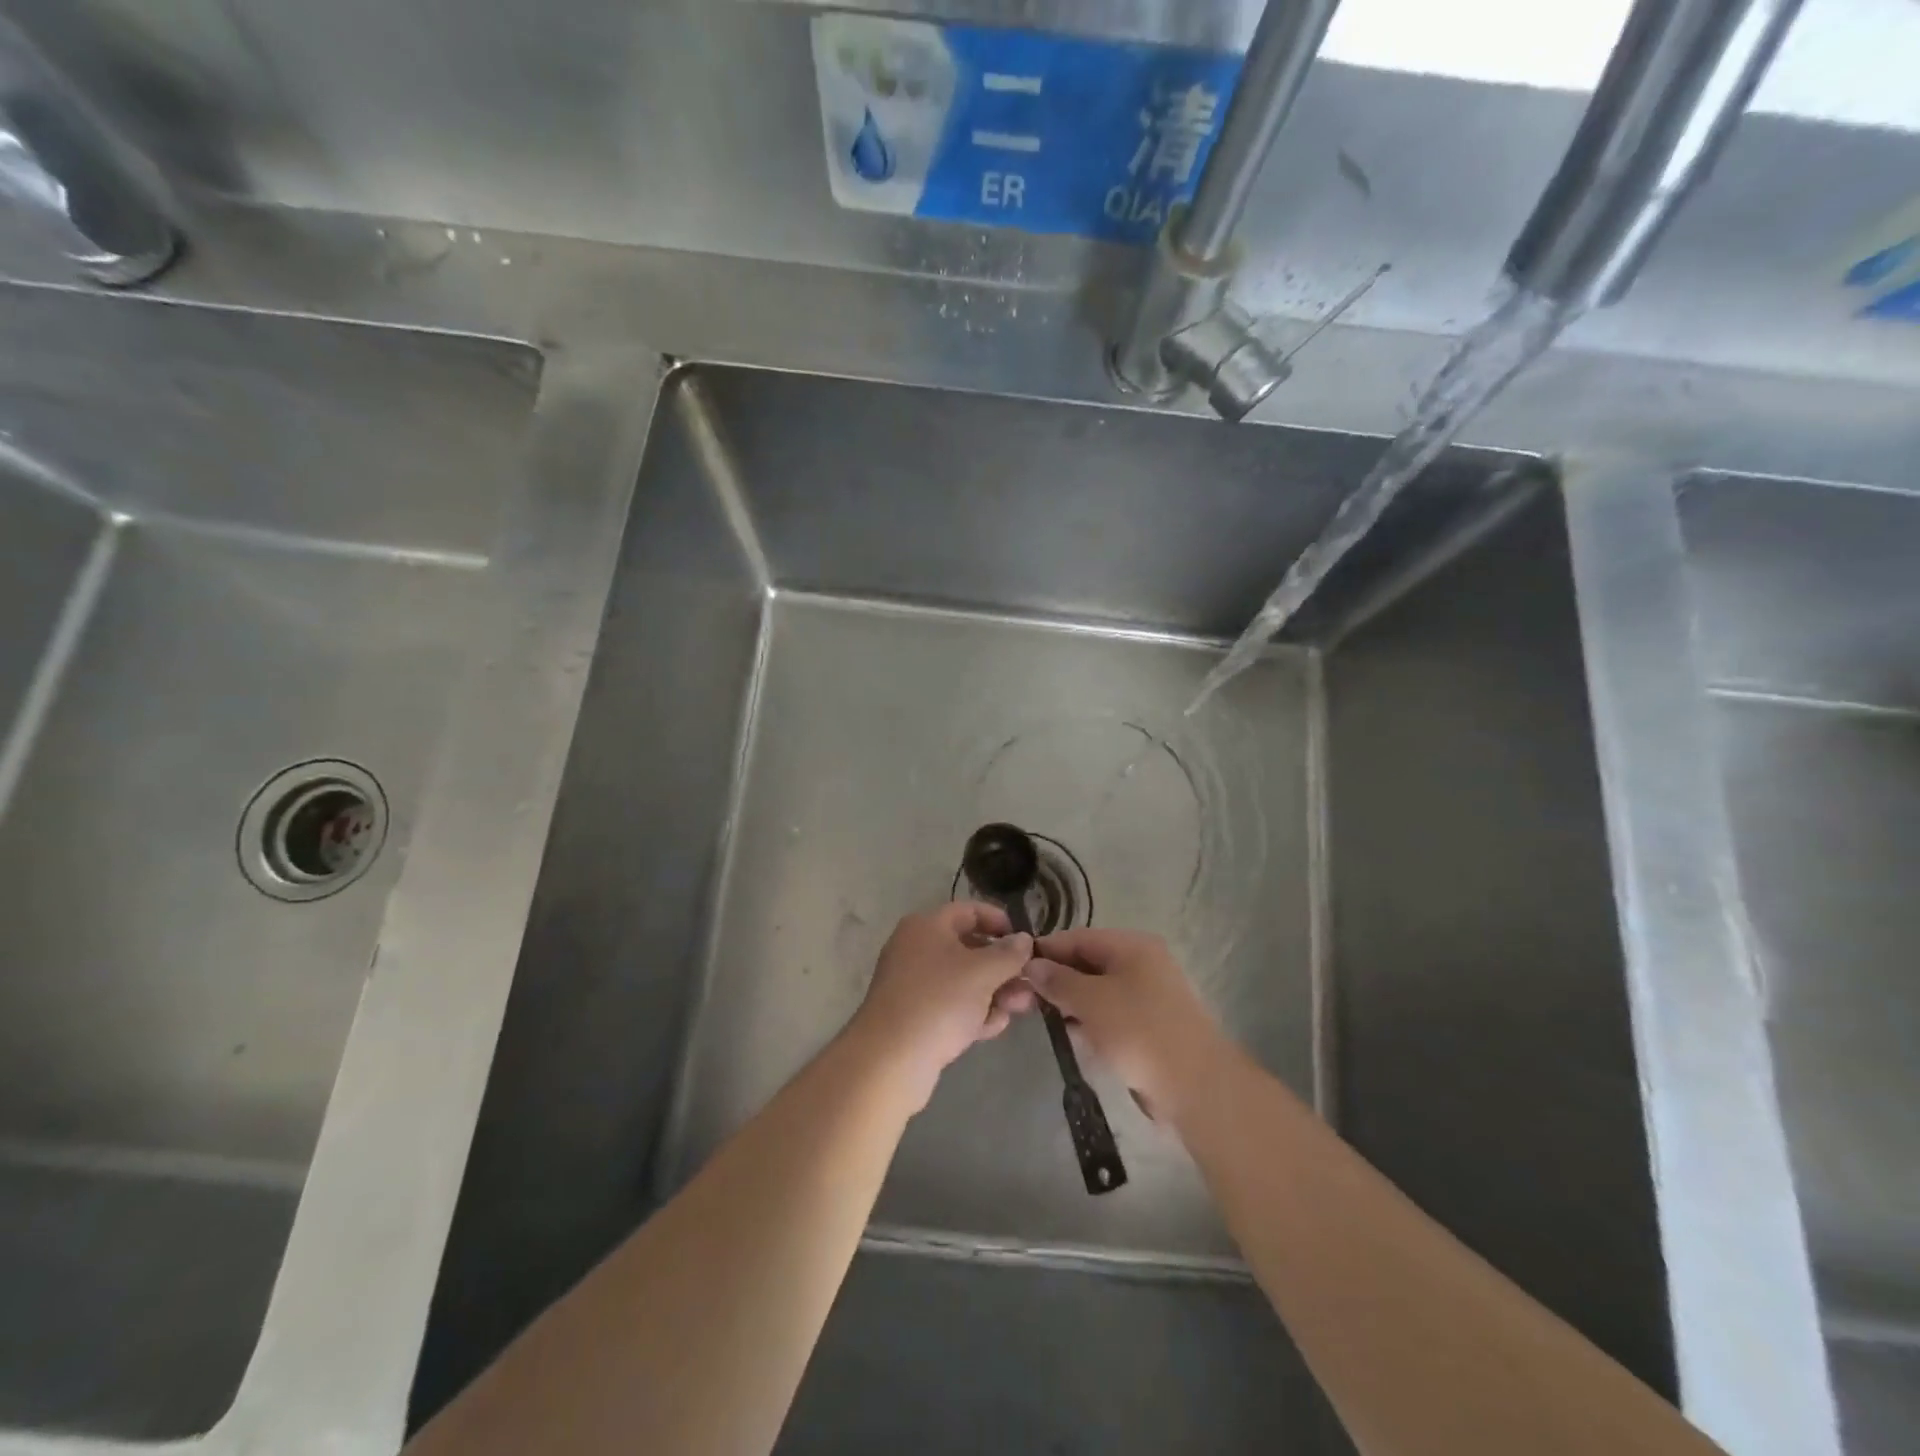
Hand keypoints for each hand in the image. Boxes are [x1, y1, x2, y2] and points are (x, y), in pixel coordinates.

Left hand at [850, 903, 1036, 1108]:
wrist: (890, 1059)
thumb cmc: (939, 1001)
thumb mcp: (982, 972)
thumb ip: (1008, 953)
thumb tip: (1024, 939)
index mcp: (927, 926)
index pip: (969, 911)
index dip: (999, 921)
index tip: (1026, 940)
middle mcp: (917, 949)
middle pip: (970, 949)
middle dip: (1003, 967)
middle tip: (1030, 984)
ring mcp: (915, 984)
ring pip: (964, 981)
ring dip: (994, 993)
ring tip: (1019, 1008)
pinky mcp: (916, 1016)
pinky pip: (952, 1006)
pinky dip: (974, 1013)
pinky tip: (993, 1027)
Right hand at [1025, 929, 1228, 1122]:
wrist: (1196, 1086)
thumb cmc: (1139, 1032)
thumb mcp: (1090, 1001)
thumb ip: (1058, 980)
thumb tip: (1032, 965)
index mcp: (1132, 945)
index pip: (1078, 937)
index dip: (1046, 951)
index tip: (1015, 969)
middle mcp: (1142, 963)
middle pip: (1088, 962)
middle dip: (1058, 978)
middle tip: (1027, 999)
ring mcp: (1149, 994)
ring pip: (1099, 989)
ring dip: (1073, 1002)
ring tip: (1046, 1019)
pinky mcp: (1151, 1024)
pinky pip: (1112, 1013)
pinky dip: (1092, 1021)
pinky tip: (1074, 1036)